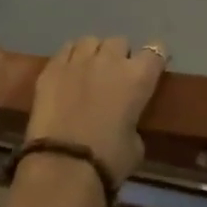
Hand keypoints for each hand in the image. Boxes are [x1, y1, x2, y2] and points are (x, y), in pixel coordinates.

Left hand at [24, 36, 165, 189]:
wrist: (64, 165)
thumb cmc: (109, 161)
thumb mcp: (135, 145)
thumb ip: (133, 122)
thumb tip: (124, 120)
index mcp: (138, 77)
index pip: (155, 51)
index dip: (154, 58)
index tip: (151, 68)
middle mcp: (109, 60)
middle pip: (119, 42)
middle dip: (120, 55)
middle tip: (116, 75)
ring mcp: (77, 60)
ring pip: (90, 41)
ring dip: (94, 53)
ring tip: (89, 69)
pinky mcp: (50, 68)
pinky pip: (65, 51)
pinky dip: (70, 58)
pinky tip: (68, 73)